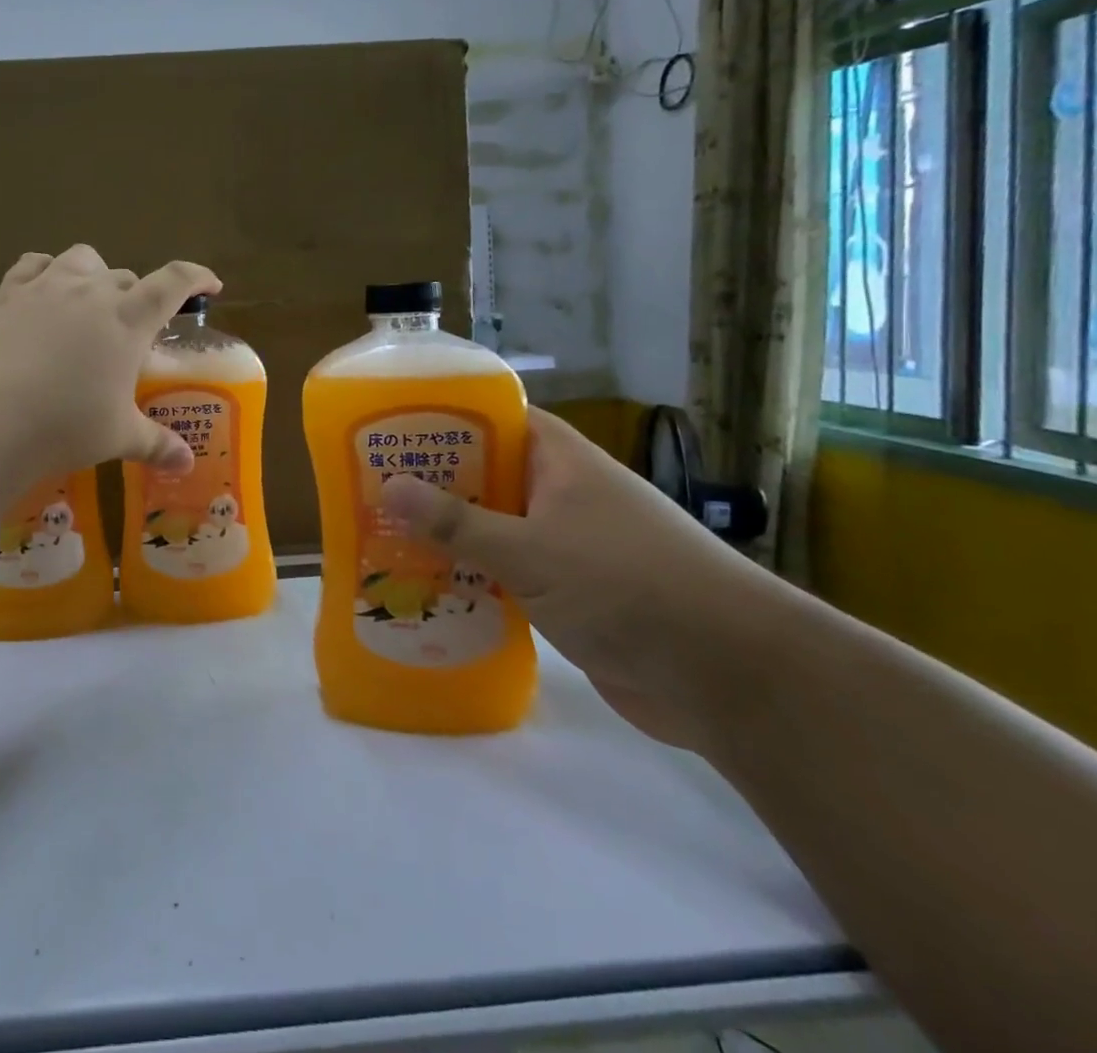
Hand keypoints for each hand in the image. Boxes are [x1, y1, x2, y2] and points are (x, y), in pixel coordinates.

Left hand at [0, 245, 221, 481]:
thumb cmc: (66, 426)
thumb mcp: (118, 437)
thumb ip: (156, 444)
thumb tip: (186, 464)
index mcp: (129, 319)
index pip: (174, 282)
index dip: (197, 277)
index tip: (209, 285)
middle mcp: (92, 292)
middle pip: (127, 277)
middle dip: (139, 297)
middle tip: (134, 331)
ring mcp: (48, 287)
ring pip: (83, 259)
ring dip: (96, 275)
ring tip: (91, 302)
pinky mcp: (9, 294)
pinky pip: (33, 264)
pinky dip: (46, 270)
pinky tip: (44, 290)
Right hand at [380, 408, 789, 747]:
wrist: (729, 678)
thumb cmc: (627, 586)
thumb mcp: (531, 550)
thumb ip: (457, 522)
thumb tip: (387, 485)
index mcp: (560, 462)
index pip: (494, 419)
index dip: (443, 418)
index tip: (388, 428)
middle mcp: (561, 494)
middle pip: (485, 474)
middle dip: (431, 482)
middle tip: (367, 486)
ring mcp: (566, 545)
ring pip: (492, 527)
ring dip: (446, 535)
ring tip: (381, 534)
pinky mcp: (568, 594)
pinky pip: (506, 572)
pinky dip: (470, 576)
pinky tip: (424, 586)